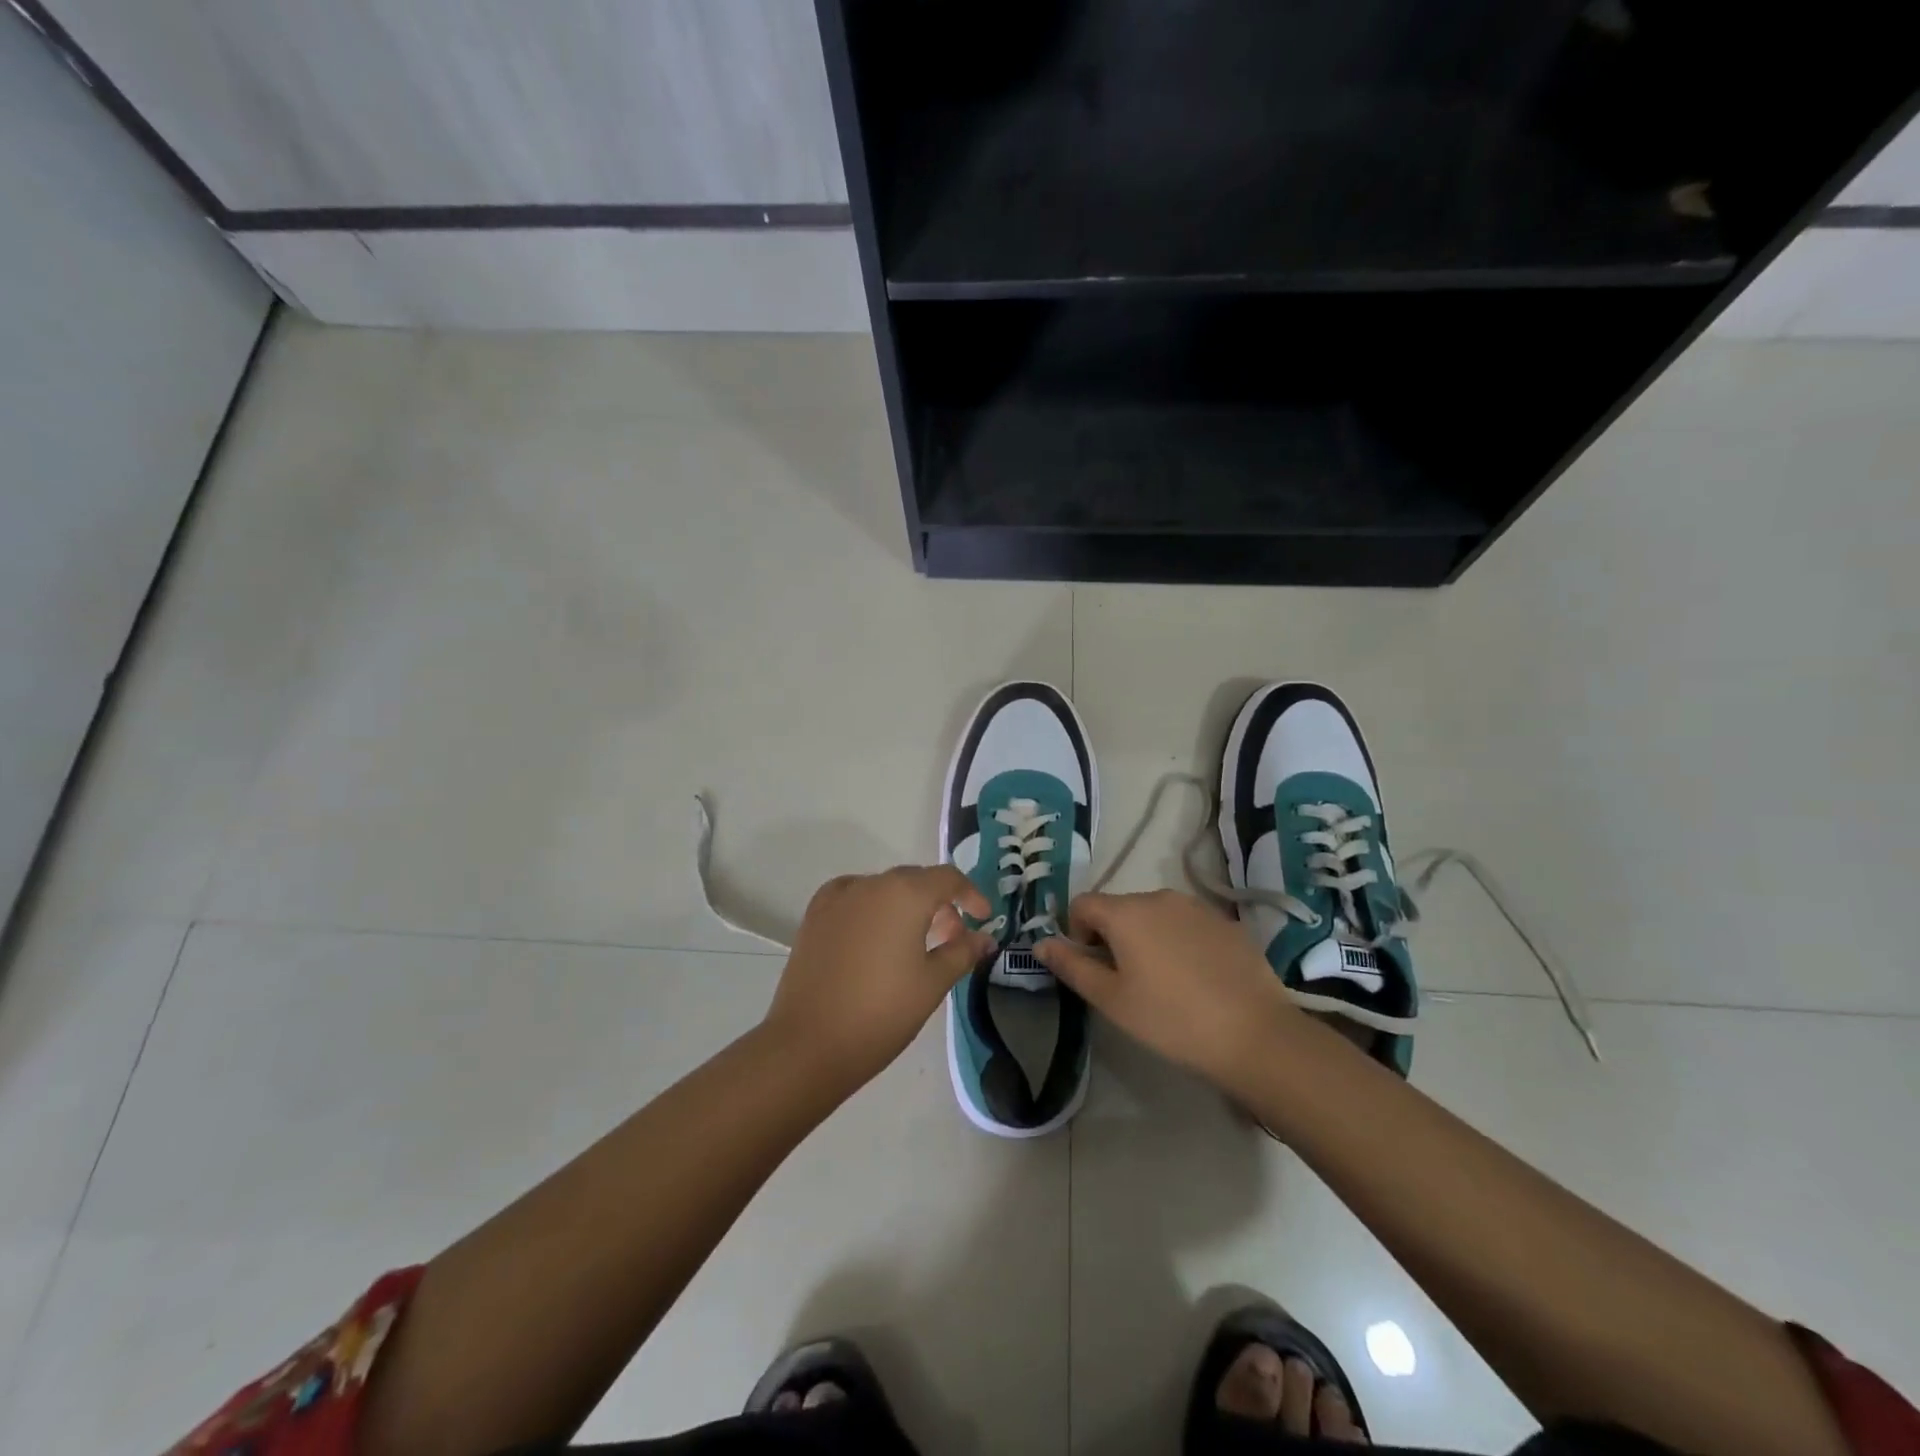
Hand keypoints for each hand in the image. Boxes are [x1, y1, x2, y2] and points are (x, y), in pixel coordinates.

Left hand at [765, 866, 994, 1089]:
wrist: (809, 1044)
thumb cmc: (882, 1012)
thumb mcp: (933, 983)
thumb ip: (963, 952)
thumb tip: (985, 938)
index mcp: (905, 893)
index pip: (948, 878)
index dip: (971, 895)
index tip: (983, 919)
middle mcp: (871, 884)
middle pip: (916, 880)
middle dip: (940, 904)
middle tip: (953, 939)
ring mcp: (838, 897)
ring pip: (884, 889)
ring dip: (907, 906)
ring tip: (916, 942)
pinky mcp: (815, 915)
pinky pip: (854, 898)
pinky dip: (873, 908)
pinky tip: (875, 936)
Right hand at [1035, 890, 1298, 1086]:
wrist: (1255, 1034)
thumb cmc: (1171, 1019)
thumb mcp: (1111, 999)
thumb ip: (1072, 966)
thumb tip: (1041, 943)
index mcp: (1126, 912)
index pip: (1082, 903)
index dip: (1077, 933)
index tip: (1093, 969)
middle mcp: (1159, 897)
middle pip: (1119, 907)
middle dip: (1112, 937)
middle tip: (1126, 982)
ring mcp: (1197, 907)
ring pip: (1154, 914)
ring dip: (1146, 938)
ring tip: (1163, 982)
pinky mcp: (1226, 922)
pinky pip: (1186, 923)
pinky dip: (1179, 942)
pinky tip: (1196, 980)